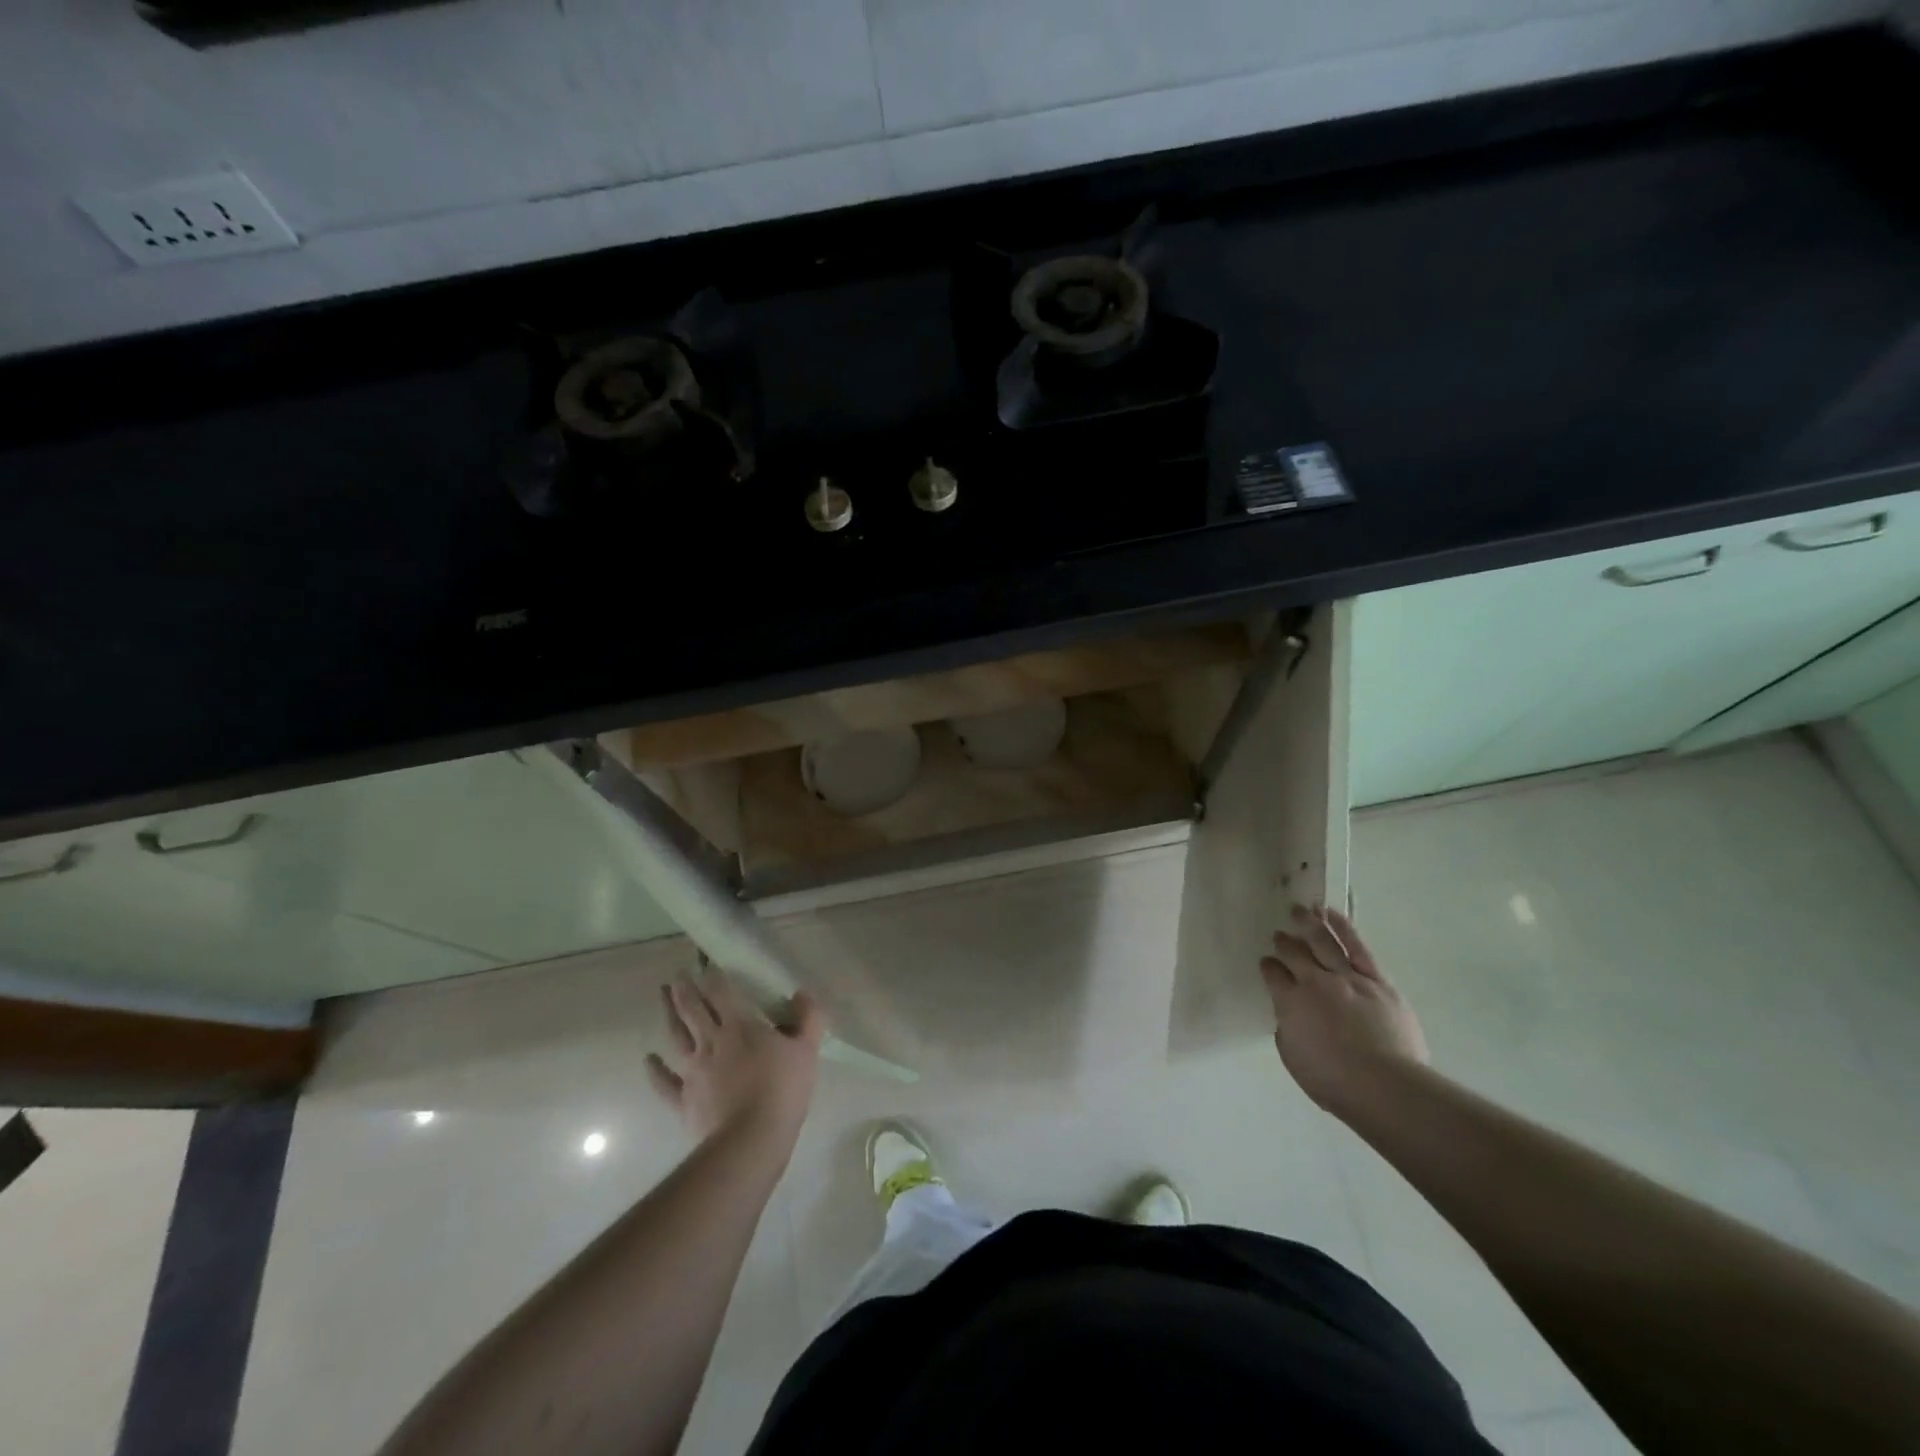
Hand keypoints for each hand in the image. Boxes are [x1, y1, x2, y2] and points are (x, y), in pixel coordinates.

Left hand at [646, 966, 824, 1148]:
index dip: (713, 976)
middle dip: (684, 991)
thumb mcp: (807, 1049)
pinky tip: (648, 1059)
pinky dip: (655, 1070)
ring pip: (676, 1037)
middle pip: (693, 1011)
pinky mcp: (684, 1100)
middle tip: (676, 976)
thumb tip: (802, 994)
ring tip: (662, 998)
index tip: (704, 963)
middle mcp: (712, 1042)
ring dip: (668, 1015)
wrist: (751, 1139)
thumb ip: (808, 1018)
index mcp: (740, 1027)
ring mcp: (694, 1071)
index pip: (722, 993)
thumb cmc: (782, 1089)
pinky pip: (665, 1082)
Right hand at [1261, 905, 1429, 1116]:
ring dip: (1308, 924)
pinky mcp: (1377, 980)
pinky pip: (1357, 947)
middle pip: (1295, 953)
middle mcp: (1315, 982)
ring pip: (1323, 942)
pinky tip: (1331, 914)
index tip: (1266, 963)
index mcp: (1290, 1002)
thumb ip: (1288, 1030)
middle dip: (1284, 942)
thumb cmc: (1334, 1082)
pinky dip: (1342, 928)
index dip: (1268, 967)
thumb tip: (1290, 1017)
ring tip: (1299, 910)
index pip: (1273, 975)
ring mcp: (1347, 978)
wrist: (1385, 1086)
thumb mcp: (1294, 1058)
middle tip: (1279, 934)